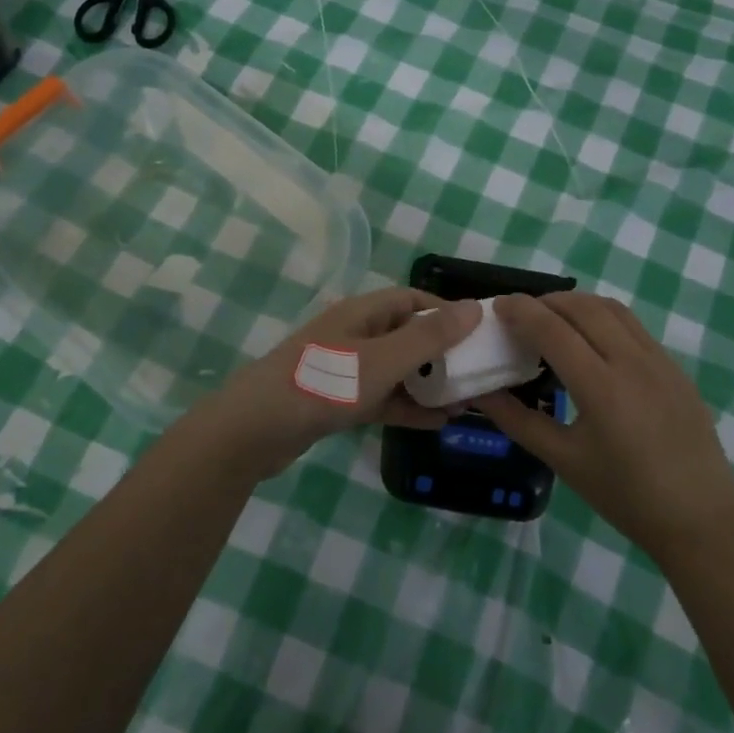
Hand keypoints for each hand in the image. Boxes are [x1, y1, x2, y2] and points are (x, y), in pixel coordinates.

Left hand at [181, 288, 482, 480]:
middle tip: (481, 374)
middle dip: (443, 353)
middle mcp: (354, 334)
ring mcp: (344, 369)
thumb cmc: (321, 385)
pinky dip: (407, 407)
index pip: (413, 300)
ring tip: (468, 402)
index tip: (481, 334)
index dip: (447, 312)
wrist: (252, 432)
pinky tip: (438, 423)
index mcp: (362, 313)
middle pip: (407, 335)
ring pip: (397, 370)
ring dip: (429, 384)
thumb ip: (429, 337)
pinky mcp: (337, 401)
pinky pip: (382, 398)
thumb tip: (475, 308)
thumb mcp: (382, 360)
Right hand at [477, 292, 733, 558]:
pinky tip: (591, 342)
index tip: (497, 307)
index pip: (553, 329)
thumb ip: (519, 421)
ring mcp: (659, 360)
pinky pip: (633, 326)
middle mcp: (631, 361)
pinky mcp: (674, 367)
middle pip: (582, 307)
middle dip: (546, 301)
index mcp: (601, 387)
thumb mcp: (565, 461)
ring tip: (553, 320)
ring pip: (611, 309)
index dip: (521, 311)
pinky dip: (603, 318)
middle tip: (520, 314)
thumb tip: (481, 394)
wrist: (701, 519)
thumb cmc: (626, 496)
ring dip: (576, 304)